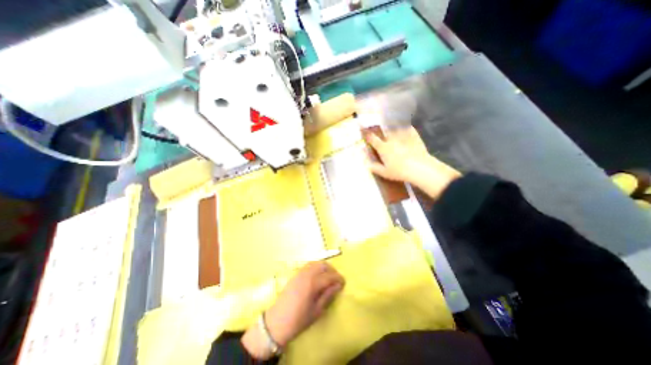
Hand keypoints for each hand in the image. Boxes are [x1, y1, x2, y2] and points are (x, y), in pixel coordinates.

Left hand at [238, 262, 340, 359]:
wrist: (276, 322)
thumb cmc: (298, 320)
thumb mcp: (317, 311)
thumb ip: (328, 295)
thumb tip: (338, 285)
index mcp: (312, 283)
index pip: (330, 276)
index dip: (338, 278)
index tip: (344, 283)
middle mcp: (307, 274)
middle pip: (323, 265)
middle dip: (332, 270)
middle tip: (336, 279)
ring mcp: (300, 272)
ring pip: (316, 263)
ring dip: (324, 267)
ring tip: (328, 277)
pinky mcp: (296, 274)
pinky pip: (309, 265)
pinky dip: (316, 267)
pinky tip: (318, 276)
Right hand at [363, 124, 459, 199]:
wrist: (419, 168)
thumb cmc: (400, 172)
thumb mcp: (384, 173)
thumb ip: (374, 168)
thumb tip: (366, 164)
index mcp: (383, 148)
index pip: (372, 139)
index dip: (366, 134)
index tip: (362, 128)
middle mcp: (391, 139)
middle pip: (384, 130)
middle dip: (380, 127)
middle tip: (378, 125)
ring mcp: (403, 136)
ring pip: (396, 126)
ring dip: (392, 124)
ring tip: (391, 122)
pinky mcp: (414, 136)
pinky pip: (408, 128)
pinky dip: (406, 126)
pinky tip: (406, 125)